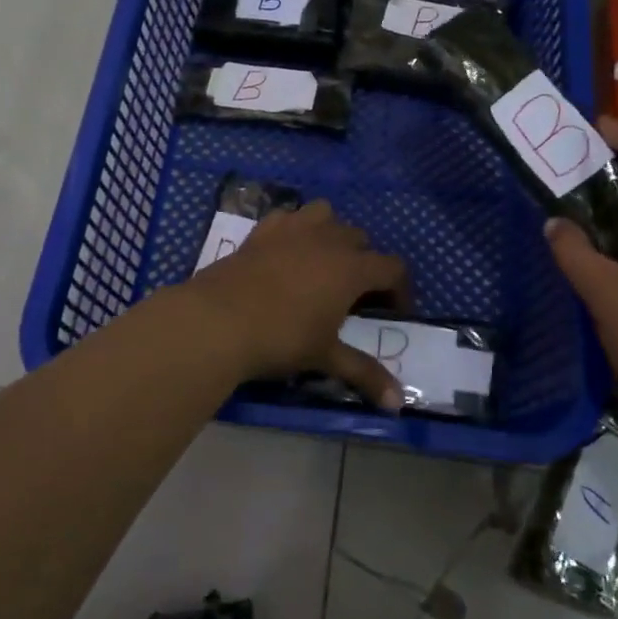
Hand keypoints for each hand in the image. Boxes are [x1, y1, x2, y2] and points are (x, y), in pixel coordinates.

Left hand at [181, 200, 411, 409]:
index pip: (392, 268)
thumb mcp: (326, 357)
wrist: (218, 321)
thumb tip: (398, 403)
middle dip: (365, 263)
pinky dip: (295, 228)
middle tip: (354, 296)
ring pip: (326, 214)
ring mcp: (293, 229)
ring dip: (332, 233)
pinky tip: (287, 251)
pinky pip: (289, 216)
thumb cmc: (281, 338)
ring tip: (323, 263)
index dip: (399, 290)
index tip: (392, 313)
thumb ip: (364, 374)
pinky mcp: (262, 230)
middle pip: (361, 239)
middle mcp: (328, 239)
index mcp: (352, 268)